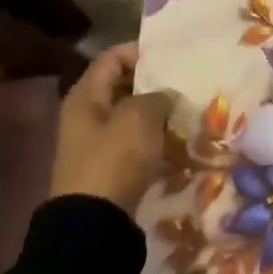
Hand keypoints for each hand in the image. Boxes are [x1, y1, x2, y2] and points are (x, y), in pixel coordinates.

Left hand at [50, 44, 175, 220]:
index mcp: (86, 96)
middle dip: (153, 83)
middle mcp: (86, 114)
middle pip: (122, 85)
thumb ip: (158, 96)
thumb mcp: (141, 117)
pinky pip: (134, 141)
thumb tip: (165, 95)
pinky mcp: (108, 166)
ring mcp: (95, 142)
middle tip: (185, 83)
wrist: (94, 222)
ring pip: (130, 114)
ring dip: (157, 112)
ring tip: (187, 110)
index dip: (140, 52)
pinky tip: (178, 140)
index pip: (113, 57)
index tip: (172, 56)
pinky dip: (154, 137)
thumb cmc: (115, 158)